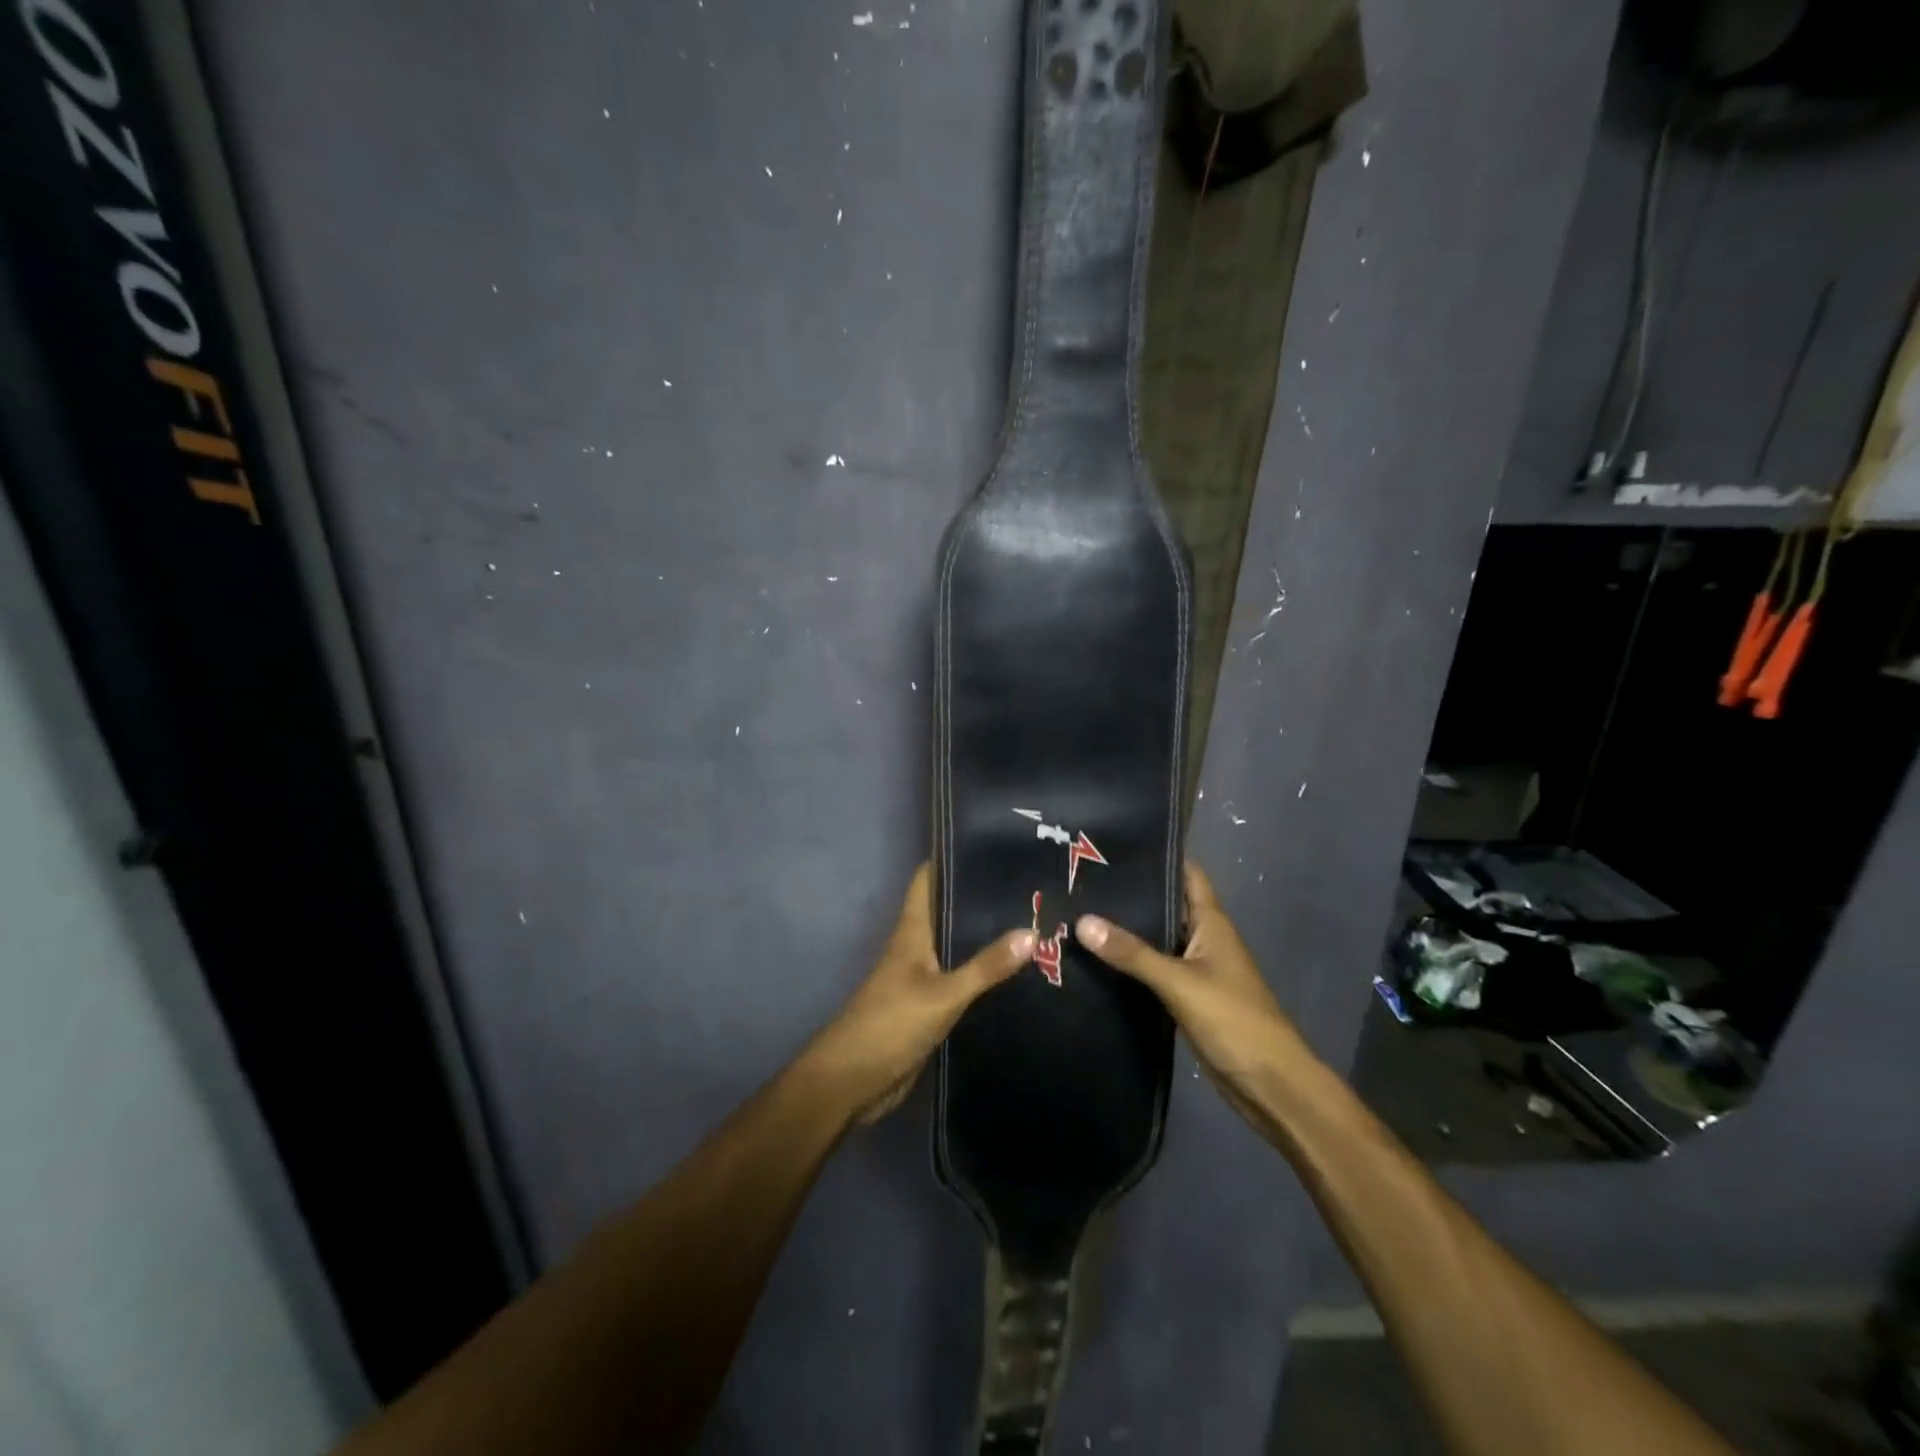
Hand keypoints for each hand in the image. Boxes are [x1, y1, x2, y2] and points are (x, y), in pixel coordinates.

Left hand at [803, 864, 1033, 1125]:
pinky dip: (983, 971)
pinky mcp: (930, 1004)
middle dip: (981, 898)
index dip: (953, 858)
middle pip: (948, 910)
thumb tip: (1032, 931)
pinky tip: (1015, 971)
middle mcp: (917, 945)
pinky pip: (961, 978)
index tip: (993, 846)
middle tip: (1030, 886)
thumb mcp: (943, 994)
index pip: (928, 879)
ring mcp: (922, 976)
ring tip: (1033, 920)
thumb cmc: (891, 1024)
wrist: (854, 1080)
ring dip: (985, 935)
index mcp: (912, 930)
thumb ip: (986, 967)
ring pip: (957, 944)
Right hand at [1075, 862, 1307, 1127]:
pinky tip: (1096, 960)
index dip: (1158, 854)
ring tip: (1076, 911)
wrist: (1270, 1086)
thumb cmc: (1235, 1021)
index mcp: (1211, 923)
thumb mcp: (1180, 982)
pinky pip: (1153, 971)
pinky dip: (1129, 964)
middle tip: (1080, 878)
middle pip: (1165, 904)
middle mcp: (1202, 939)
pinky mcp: (1186, 998)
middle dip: (1130, 892)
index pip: (1186, 873)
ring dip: (1126, 930)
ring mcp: (1195, 970)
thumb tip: (1082, 921)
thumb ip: (1133, 953)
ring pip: (1156, 939)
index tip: (1115, 843)